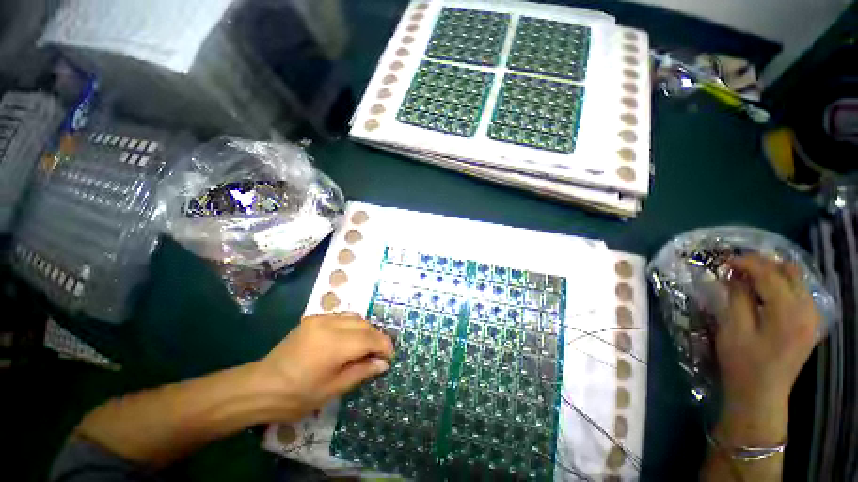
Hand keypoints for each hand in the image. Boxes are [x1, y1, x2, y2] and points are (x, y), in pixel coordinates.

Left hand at [253, 313, 393, 422]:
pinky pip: (342, 317)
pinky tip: (349, 339)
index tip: (390, 357)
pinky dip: (352, 325)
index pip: (370, 338)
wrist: (261, 386)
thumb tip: (383, 363)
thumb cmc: (297, 395)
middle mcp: (330, 324)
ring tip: (366, 347)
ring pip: (355, 317)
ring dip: (365, 330)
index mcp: (335, 344)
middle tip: (379, 354)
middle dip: (376, 337)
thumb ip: (362, 371)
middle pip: (364, 325)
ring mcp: (320, 318)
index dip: (384, 346)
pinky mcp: (313, 318)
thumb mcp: (333, 389)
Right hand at [714, 254, 819, 440]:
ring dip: (771, 273)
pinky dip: (780, 285)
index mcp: (788, 312)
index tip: (724, 261)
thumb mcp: (733, 328)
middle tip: (736, 267)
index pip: (769, 274)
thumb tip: (734, 274)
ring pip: (796, 280)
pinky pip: (799, 292)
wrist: (761, 395)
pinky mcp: (810, 323)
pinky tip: (764, 291)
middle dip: (761, 264)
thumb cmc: (742, 363)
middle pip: (789, 272)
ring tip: (747, 277)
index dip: (746, 263)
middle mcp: (807, 310)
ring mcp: (812, 317)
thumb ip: (737, 297)